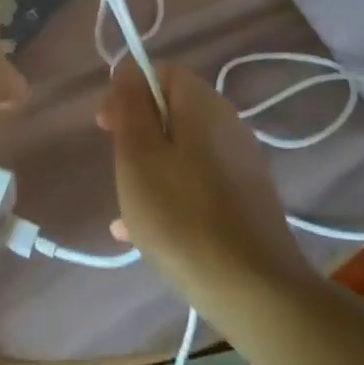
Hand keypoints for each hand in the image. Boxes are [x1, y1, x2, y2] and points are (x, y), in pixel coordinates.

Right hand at [97, 59, 316, 300]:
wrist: (257, 294)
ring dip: (150, 168)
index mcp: (203, 105)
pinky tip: (145, 233)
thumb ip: (130, 105)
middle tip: (115, 164)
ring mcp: (242, 166)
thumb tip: (129, 70)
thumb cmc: (182, 216)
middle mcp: (228, 126)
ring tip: (125, 207)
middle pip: (172, 110)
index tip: (106, 125)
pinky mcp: (247, 203)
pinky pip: (198, 184)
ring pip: (182, 151)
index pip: (162, 70)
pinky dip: (171, 195)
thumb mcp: (138, 155)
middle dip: (137, 131)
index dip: (128, 88)